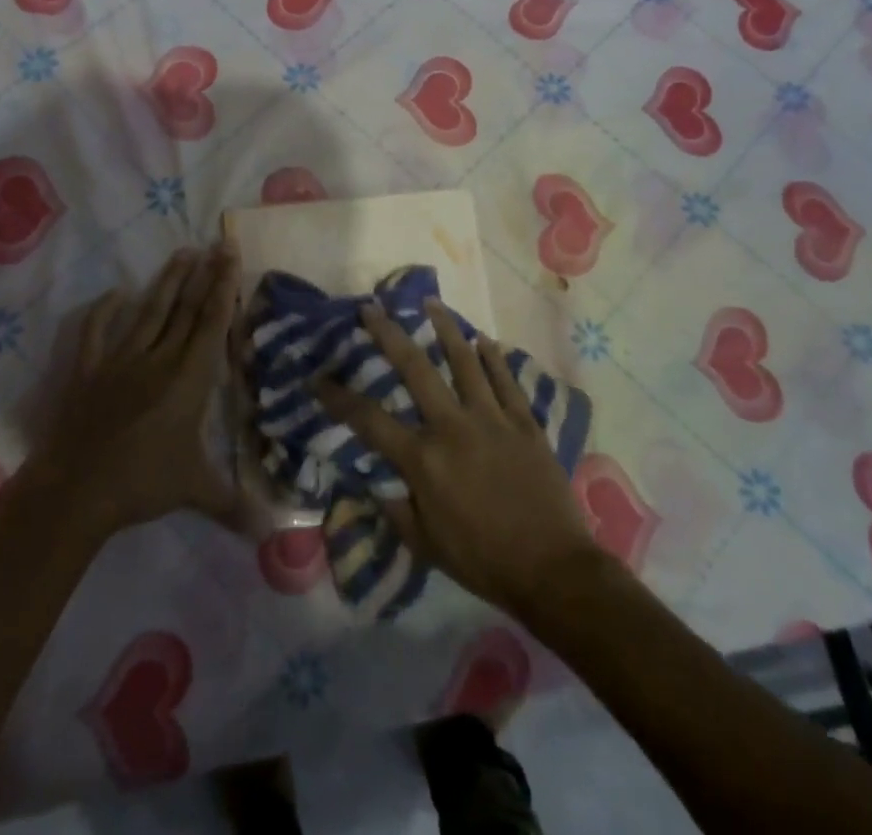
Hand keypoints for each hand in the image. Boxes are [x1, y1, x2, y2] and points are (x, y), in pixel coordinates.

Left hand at [28, 245, 241, 538]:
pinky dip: (104, 310)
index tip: (231, 257)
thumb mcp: (194, 490)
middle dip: (204, 274)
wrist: (76, 490)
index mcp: (188, 379)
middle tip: (216, 244)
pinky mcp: (88, 370)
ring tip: (182, 253)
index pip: (211, 324)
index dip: (224, 288)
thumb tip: (272, 530)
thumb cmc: (141, 484)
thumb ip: (233, 503)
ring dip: (167, 281)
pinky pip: (96, 332)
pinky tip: (116, 293)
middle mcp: (158, 359)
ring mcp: (120, 360)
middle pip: (185, 309)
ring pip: (149, 312)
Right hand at [316, 298, 599, 618]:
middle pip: (415, 369)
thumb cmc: (484, 561)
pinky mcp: (524, 422)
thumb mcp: (427, 545)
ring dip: (445, 328)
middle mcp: (453, 427)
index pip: (369, 420)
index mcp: (423, 459)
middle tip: (372, 308)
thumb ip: (398, 510)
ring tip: (431, 303)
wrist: (553, 570)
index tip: (318, 378)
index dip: (339, 397)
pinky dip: (493, 358)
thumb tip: (377, 485)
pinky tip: (483, 340)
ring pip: (464, 361)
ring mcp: (492, 419)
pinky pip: (506, 380)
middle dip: (388, 335)